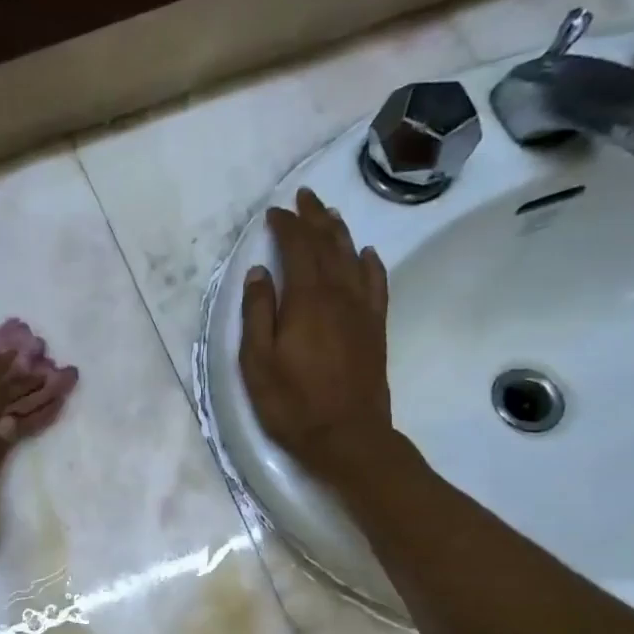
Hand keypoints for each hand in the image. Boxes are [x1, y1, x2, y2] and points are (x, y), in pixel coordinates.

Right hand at [239, 187, 396, 477]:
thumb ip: (257, 313)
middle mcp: (339, 295)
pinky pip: (376, 284)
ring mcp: (362, 311)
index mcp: (306, 300)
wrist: (347, 437)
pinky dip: (370, 264)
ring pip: (353, 258)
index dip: (286, 226)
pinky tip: (366, 254)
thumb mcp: (257, 362)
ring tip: (330, 214)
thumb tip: (258, 273)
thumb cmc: (292, 403)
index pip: (297, 248)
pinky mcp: (375, 329)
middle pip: (328, 245)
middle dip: (314, 218)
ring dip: (340, 233)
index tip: (273, 213)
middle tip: (304, 197)